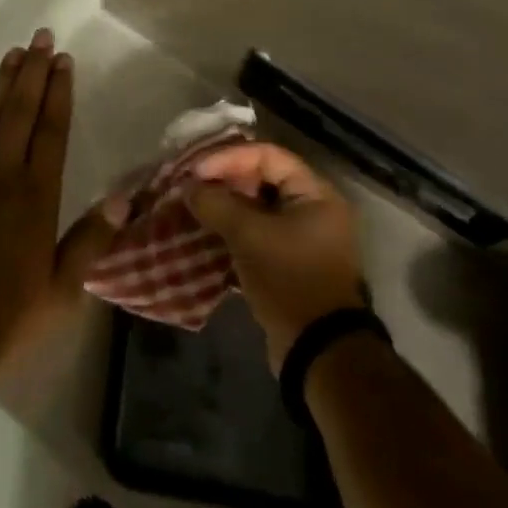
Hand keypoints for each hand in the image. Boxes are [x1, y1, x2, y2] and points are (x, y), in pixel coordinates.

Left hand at [0, 31, 125, 386]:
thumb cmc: (4, 317)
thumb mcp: (60, 290)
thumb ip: (91, 240)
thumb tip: (124, 197)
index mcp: (36, 196)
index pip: (52, 130)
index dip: (59, 92)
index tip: (63, 60)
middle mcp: (2, 176)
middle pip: (20, 112)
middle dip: (33, 72)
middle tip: (41, 37)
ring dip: (2, 84)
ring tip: (15, 53)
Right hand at [186, 142, 365, 370]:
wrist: (318, 352)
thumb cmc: (289, 279)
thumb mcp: (249, 237)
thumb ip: (217, 205)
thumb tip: (189, 188)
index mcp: (315, 194)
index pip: (268, 156)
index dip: (229, 158)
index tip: (197, 171)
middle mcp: (314, 209)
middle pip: (263, 179)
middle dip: (225, 181)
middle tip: (192, 186)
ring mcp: (303, 238)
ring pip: (258, 208)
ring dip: (226, 207)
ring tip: (194, 207)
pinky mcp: (290, 263)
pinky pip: (258, 233)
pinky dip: (234, 230)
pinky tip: (207, 233)